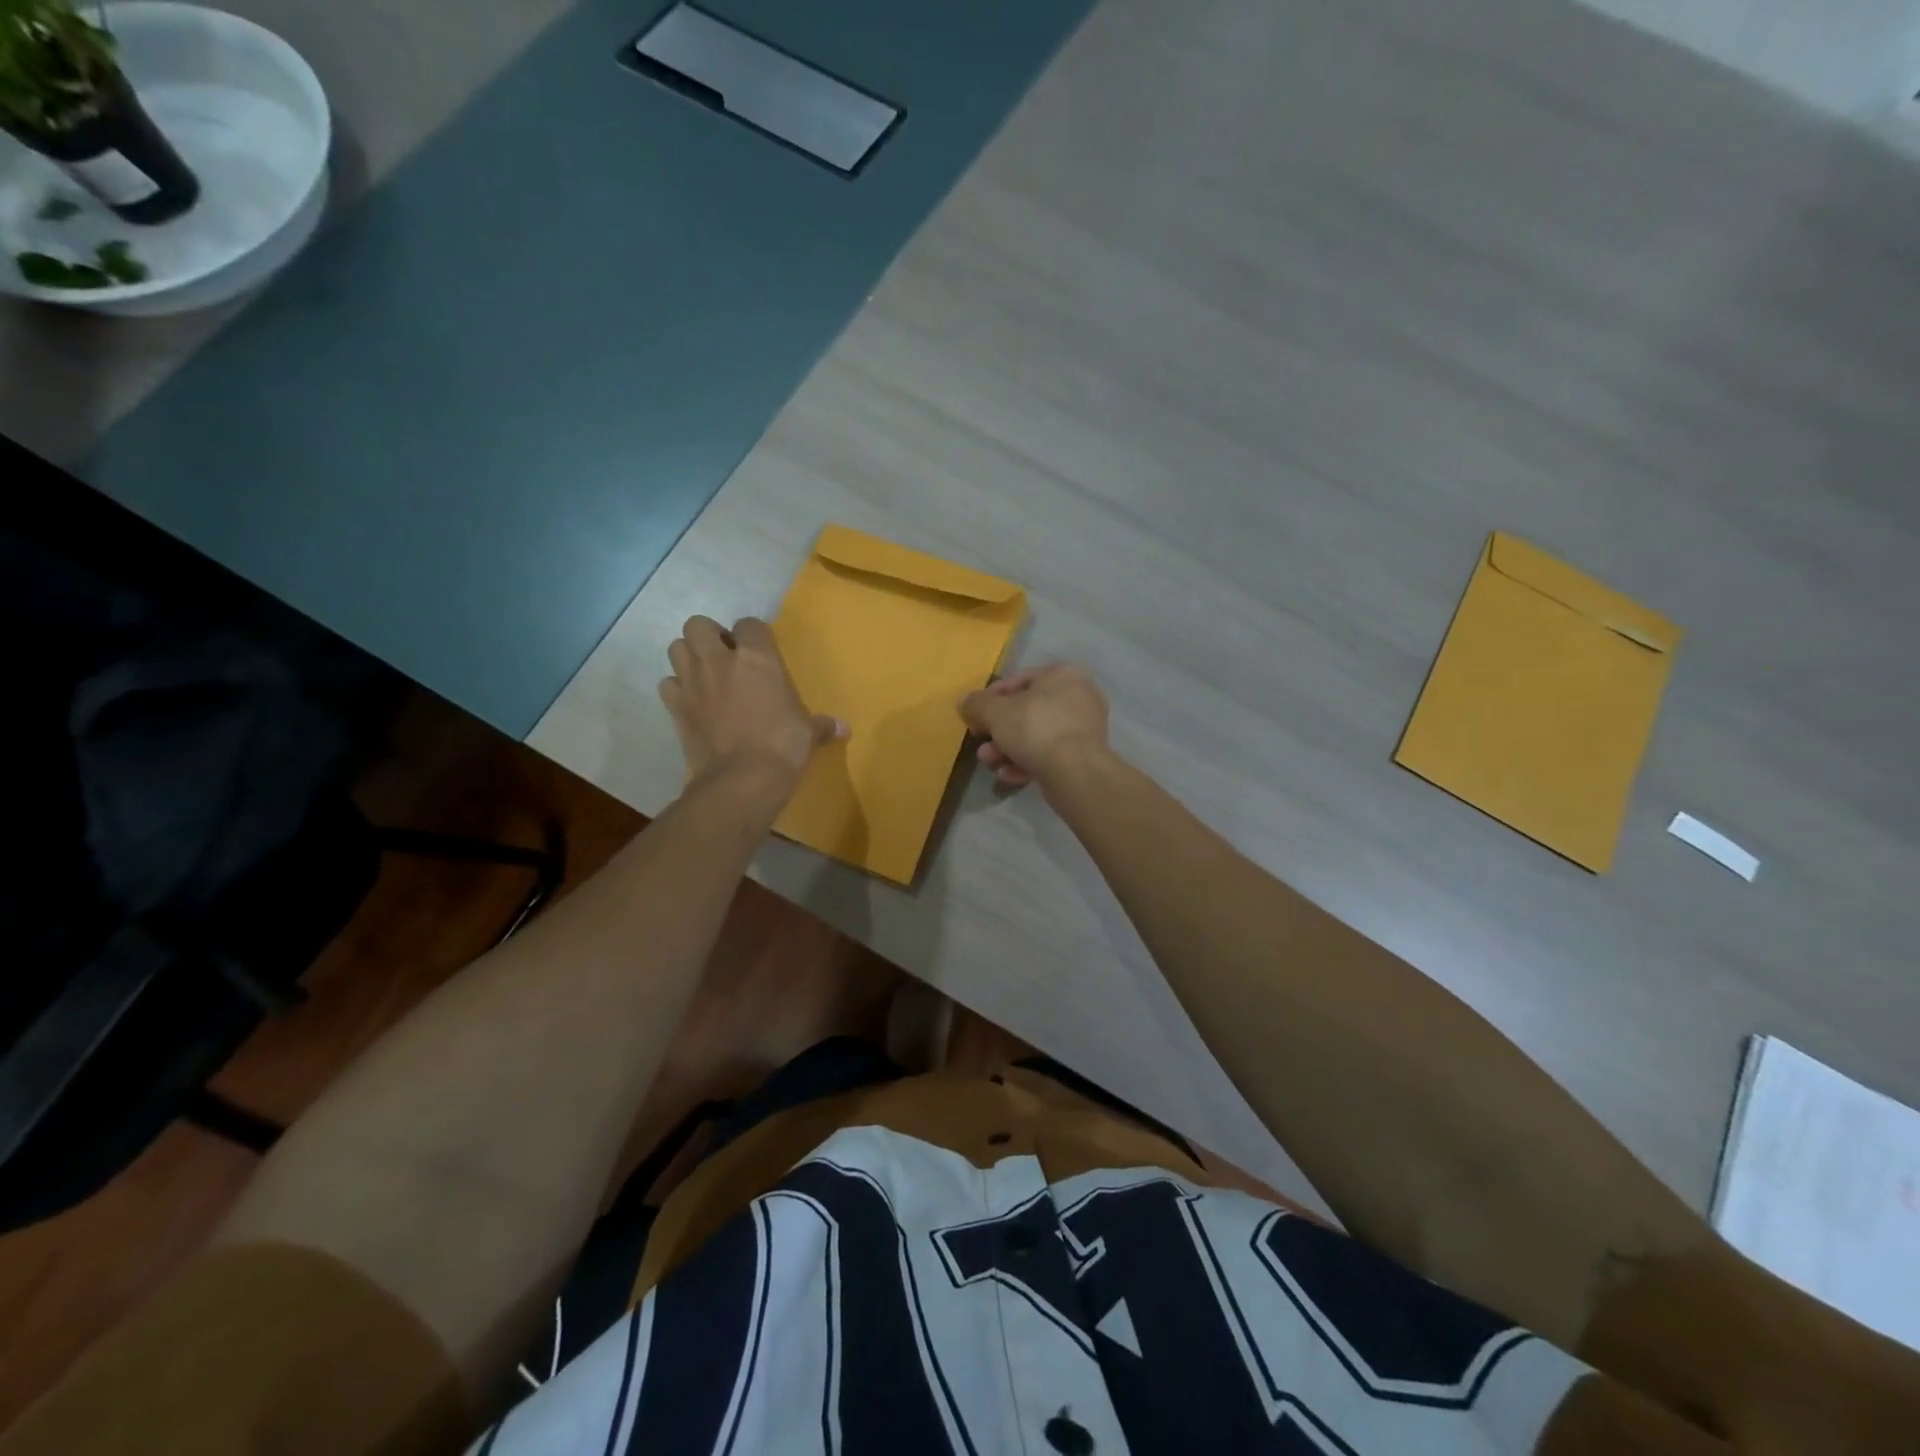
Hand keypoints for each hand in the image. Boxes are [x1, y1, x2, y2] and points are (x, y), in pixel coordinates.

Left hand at [660, 616, 846, 790]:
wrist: (743, 779)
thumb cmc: (783, 747)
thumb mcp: (808, 733)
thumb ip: (822, 725)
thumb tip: (845, 729)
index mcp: (757, 658)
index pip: (749, 624)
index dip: (753, 634)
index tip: (759, 651)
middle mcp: (720, 661)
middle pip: (698, 624)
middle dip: (709, 636)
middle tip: (724, 657)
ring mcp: (693, 682)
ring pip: (676, 647)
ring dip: (689, 656)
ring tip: (705, 675)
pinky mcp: (676, 707)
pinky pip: (667, 685)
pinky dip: (676, 689)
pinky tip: (692, 702)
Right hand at [959, 663, 1109, 787]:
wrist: (1075, 772)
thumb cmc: (1035, 728)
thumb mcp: (995, 712)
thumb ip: (976, 704)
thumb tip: (965, 702)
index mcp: (1062, 674)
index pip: (1018, 680)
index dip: (990, 699)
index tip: (974, 716)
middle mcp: (1079, 695)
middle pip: (1027, 711)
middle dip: (998, 730)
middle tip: (981, 745)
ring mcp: (1085, 727)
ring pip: (1037, 735)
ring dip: (1008, 749)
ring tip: (990, 763)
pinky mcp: (1085, 755)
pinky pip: (1050, 753)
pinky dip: (1028, 762)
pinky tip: (1009, 775)